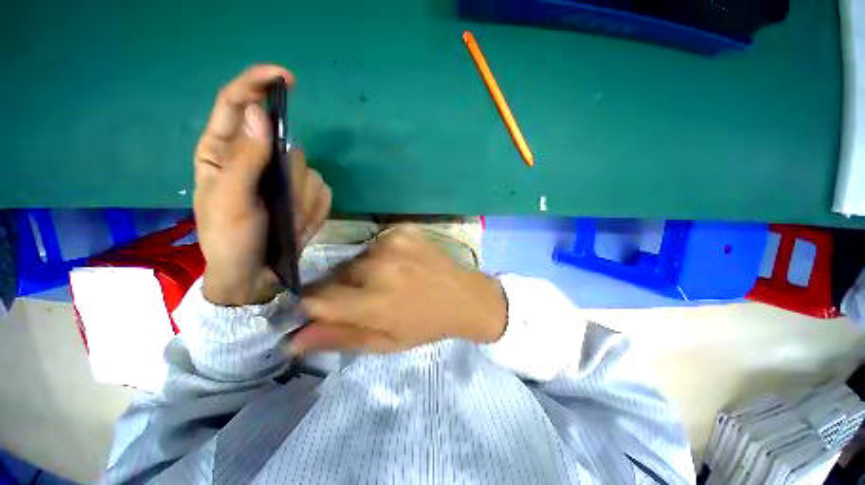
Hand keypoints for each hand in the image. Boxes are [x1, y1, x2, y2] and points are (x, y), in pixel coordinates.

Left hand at [194, 65, 331, 305]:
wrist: (255, 274)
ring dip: (301, 197)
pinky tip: (299, 223)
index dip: (258, 84)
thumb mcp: (230, 200)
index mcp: (224, 151)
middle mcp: (256, 159)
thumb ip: (245, 158)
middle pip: (286, 144)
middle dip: (288, 174)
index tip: (286, 79)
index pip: (237, 104)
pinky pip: (323, 191)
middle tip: (277, 202)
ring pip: (309, 169)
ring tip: (287, 219)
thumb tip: (261, 114)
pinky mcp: (305, 195)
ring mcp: (284, 178)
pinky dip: (314, 208)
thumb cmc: (229, 239)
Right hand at [293, 227, 506, 353]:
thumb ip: (340, 337)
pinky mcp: (403, 230)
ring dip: (364, 270)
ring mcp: (392, 243)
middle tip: (369, 296)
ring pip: (356, 258)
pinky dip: (382, 254)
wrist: (465, 297)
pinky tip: (402, 264)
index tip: (322, 308)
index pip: (316, 299)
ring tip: (389, 279)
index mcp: (374, 303)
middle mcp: (379, 268)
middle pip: (336, 275)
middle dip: (344, 287)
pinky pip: (377, 243)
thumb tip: (293, 339)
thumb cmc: (426, 325)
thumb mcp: (385, 342)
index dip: (313, 305)